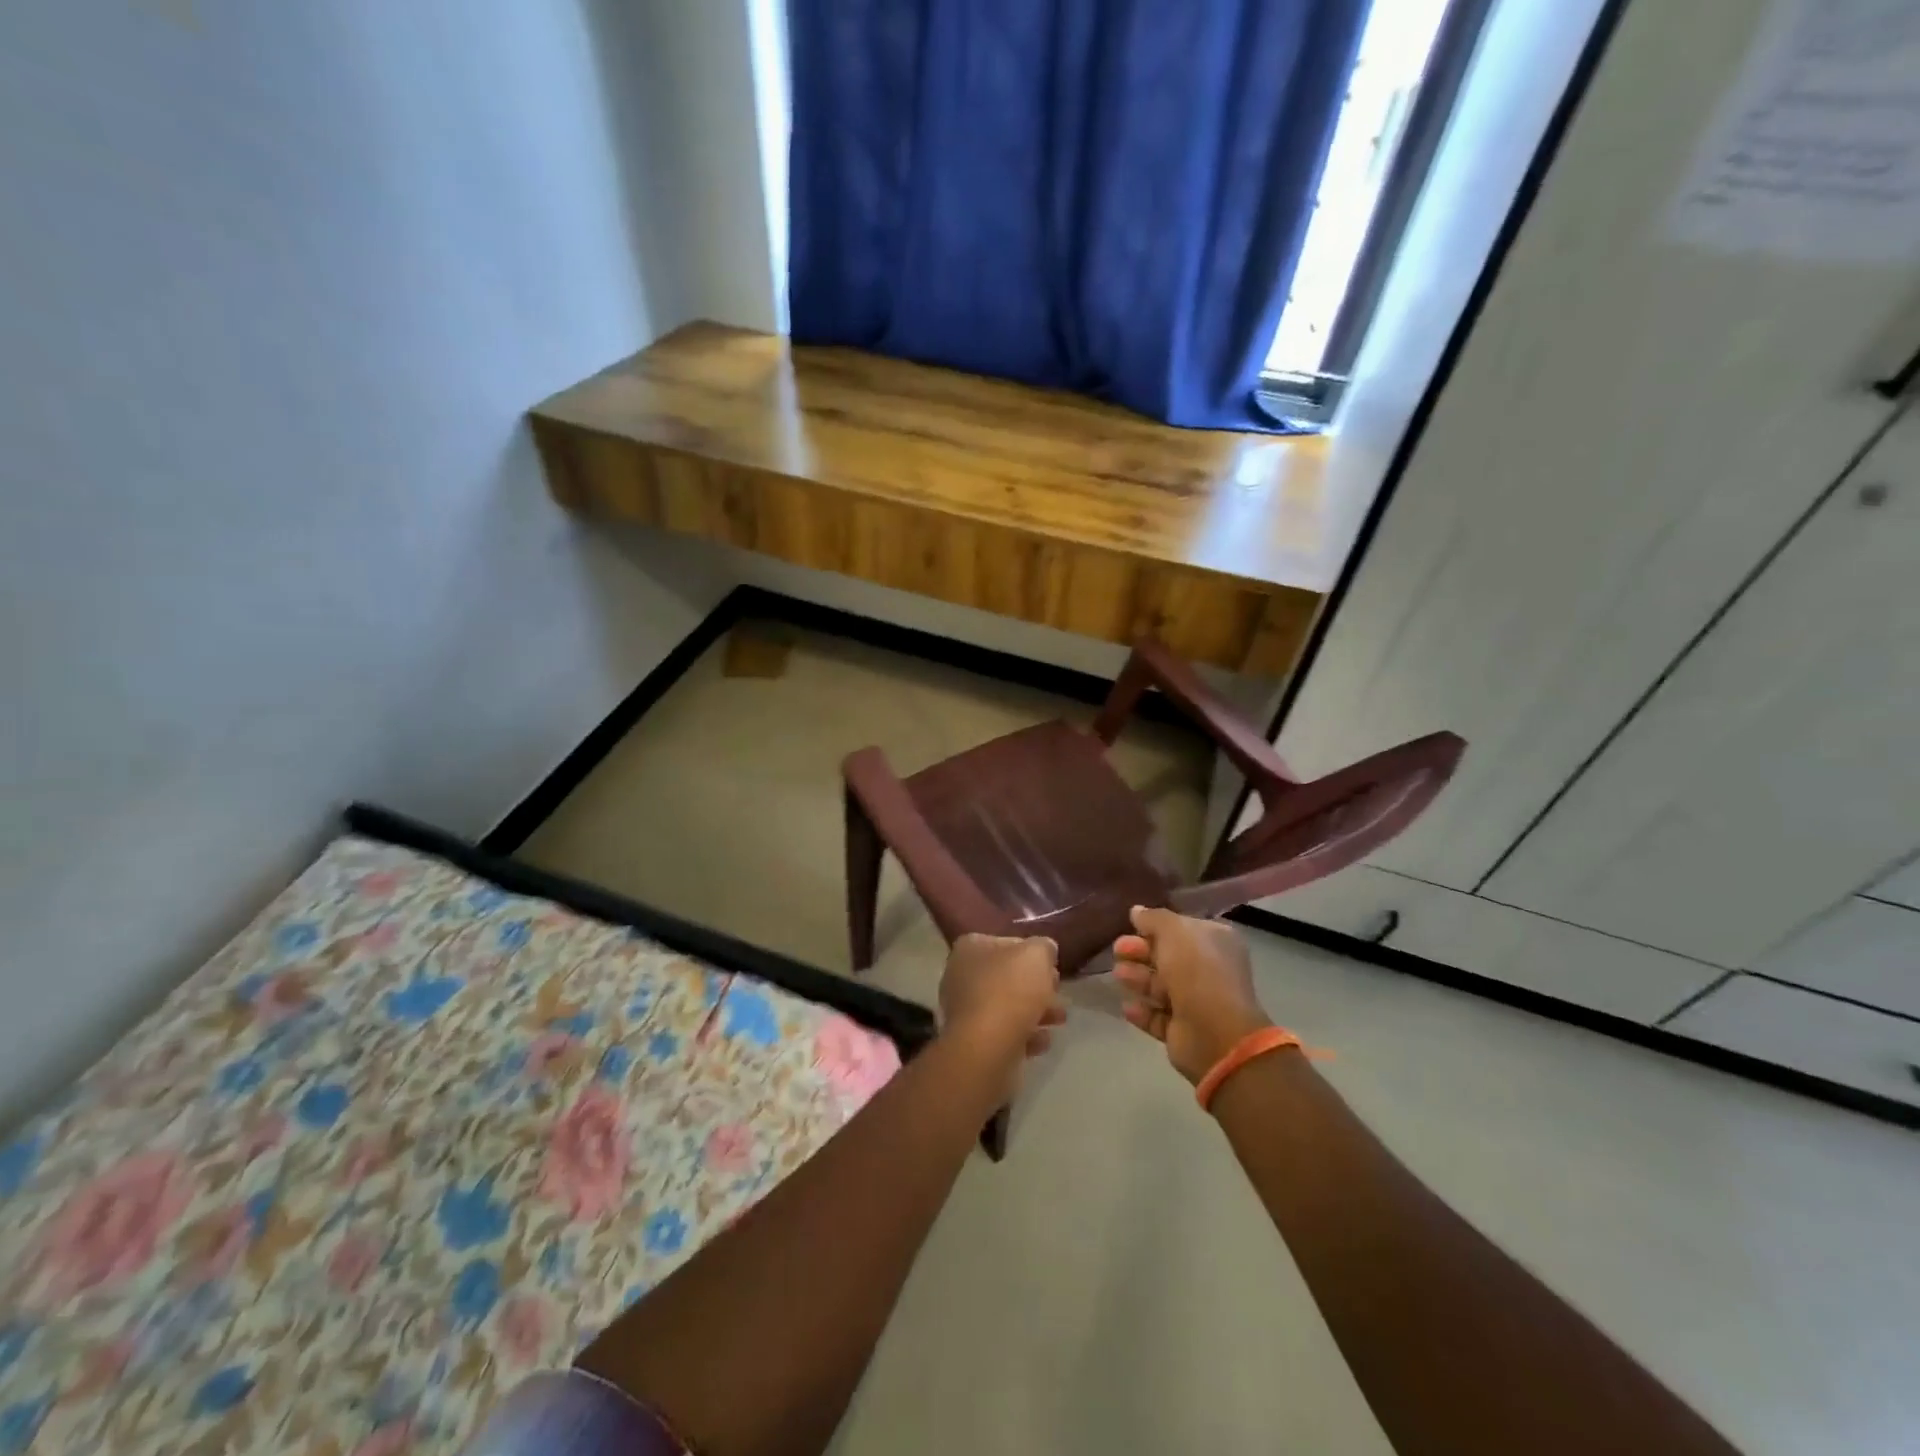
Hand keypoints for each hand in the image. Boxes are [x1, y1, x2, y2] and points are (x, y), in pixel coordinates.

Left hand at [938, 934, 1067, 1097]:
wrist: (987, 1048)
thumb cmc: (1010, 990)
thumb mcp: (1037, 954)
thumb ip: (1043, 947)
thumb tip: (1044, 951)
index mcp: (970, 948)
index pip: (1005, 943)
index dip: (1032, 953)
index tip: (1052, 967)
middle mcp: (961, 976)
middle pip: (1008, 976)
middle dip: (1037, 986)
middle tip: (1058, 993)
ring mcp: (965, 1010)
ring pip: (1008, 1006)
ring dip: (1036, 1011)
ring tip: (1059, 1019)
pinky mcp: (974, 1041)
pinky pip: (1004, 1033)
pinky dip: (1025, 1035)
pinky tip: (1042, 1041)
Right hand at [1112, 906, 1272, 1083]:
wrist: (1214, 1033)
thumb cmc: (1196, 971)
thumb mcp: (1173, 931)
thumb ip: (1153, 918)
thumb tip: (1137, 911)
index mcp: (1216, 942)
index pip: (1182, 929)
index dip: (1155, 927)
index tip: (1131, 925)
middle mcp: (1209, 970)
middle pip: (1167, 957)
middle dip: (1140, 952)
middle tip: (1118, 949)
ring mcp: (1197, 1002)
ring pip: (1160, 986)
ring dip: (1137, 979)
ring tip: (1119, 975)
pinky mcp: (1183, 1030)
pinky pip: (1157, 1017)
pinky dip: (1142, 1011)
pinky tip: (1127, 1006)